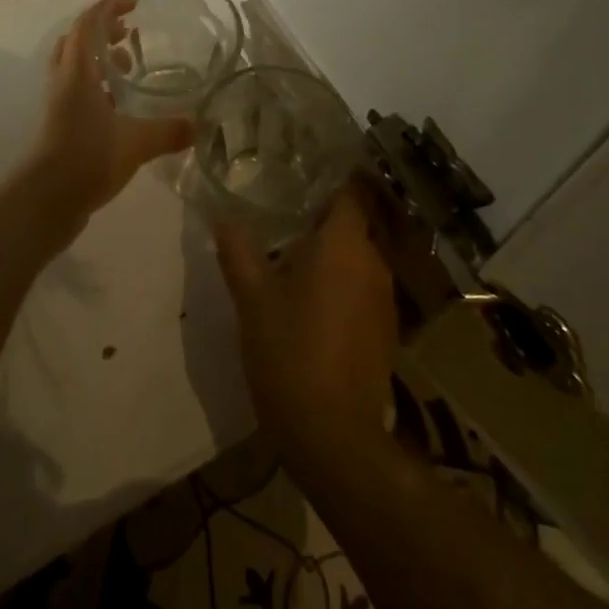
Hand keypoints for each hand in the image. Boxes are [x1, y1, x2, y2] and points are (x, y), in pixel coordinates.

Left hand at [26, 0, 192, 222]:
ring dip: (99, 57)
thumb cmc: (87, 158)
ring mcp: (59, 102)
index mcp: (78, 72)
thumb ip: (168, 131)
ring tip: (129, 66)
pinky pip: (78, 88)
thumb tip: (199, 126)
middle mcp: (64, 80)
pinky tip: (121, 104)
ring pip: (75, 65)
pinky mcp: (60, 123)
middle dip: (103, 30)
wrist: (46, 200)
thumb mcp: (136, 143)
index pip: (88, 23)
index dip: (110, 7)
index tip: (135, 1)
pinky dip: (97, 84)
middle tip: (131, 32)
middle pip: (77, 40)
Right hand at [212, 185, 398, 469]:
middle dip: (322, 216)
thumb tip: (222, 215)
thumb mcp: (252, 298)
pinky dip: (343, 281)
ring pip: (359, 255)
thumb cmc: (289, 352)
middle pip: (354, 222)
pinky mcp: (386, 328)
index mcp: (344, 244)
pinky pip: (364, 286)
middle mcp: (373, 261)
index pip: (348, 191)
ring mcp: (385, 296)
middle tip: (284, 214)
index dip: (327, 179)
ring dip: (333, 252)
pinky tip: (315, 298)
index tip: (298, 174)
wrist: (333, 434)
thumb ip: (238, 250)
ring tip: (293, 255)